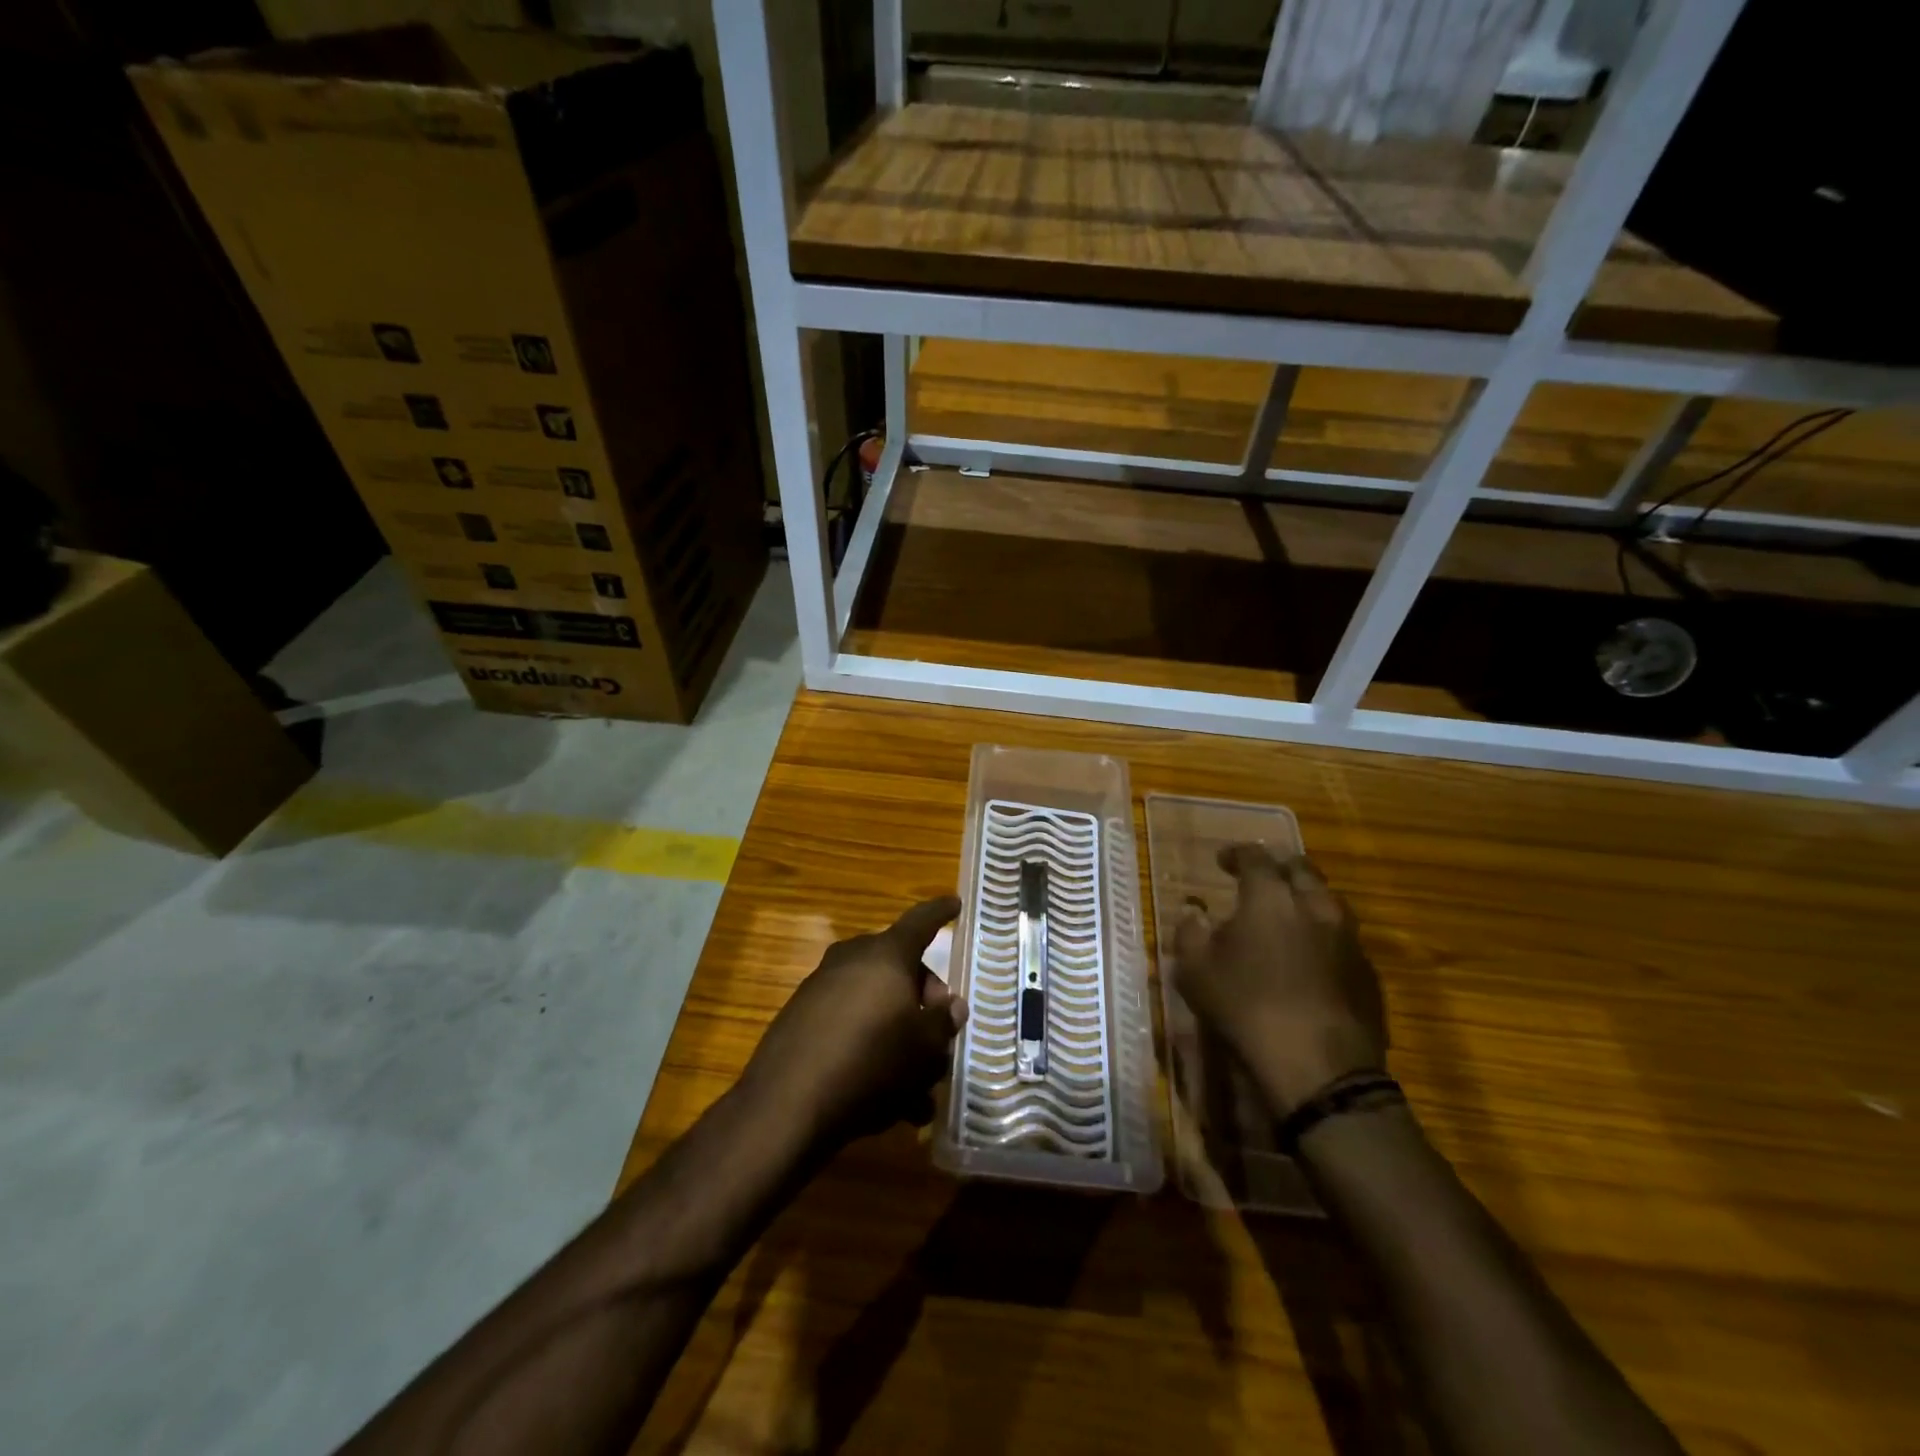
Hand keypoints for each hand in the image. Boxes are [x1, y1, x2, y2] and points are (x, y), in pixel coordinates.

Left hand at [739, 897, 967, 1150]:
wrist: (786, 1106)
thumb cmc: (872, 1064)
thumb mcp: (925, 1048)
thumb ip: (943, 1021)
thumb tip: (951, 1005)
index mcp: (886, 955)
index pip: (920, 922)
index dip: (940, 912)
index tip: (955, 903)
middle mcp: (851, 960)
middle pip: (898, 967)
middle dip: (922, 996)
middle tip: (938, 1032)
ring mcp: (820, 988)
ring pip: (874, 1002)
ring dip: (898, 1035)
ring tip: (917, 1090)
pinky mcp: (799, 1020)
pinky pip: (848, 1025)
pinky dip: (869, 1048)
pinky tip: (883, 1098)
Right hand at [1173, 846, 1385, 1115]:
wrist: (1320, 1068)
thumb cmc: (1246, 1008)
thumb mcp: (1196, 970)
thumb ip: (1190, 932)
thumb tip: (1193, 912)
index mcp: (1270, 897)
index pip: (1255, 858)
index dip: (1237, 854)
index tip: (1222, 860)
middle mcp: (1315, 906)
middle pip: (1302, 870)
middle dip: (1279, 868)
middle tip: (1260, 878)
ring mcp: (1349, 939)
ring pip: (1329, 902)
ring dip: (1306, 899)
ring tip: (1288, 915)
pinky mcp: (1368, 973)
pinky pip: (1344, 938)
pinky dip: (1323, 936)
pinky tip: (1312, 957)